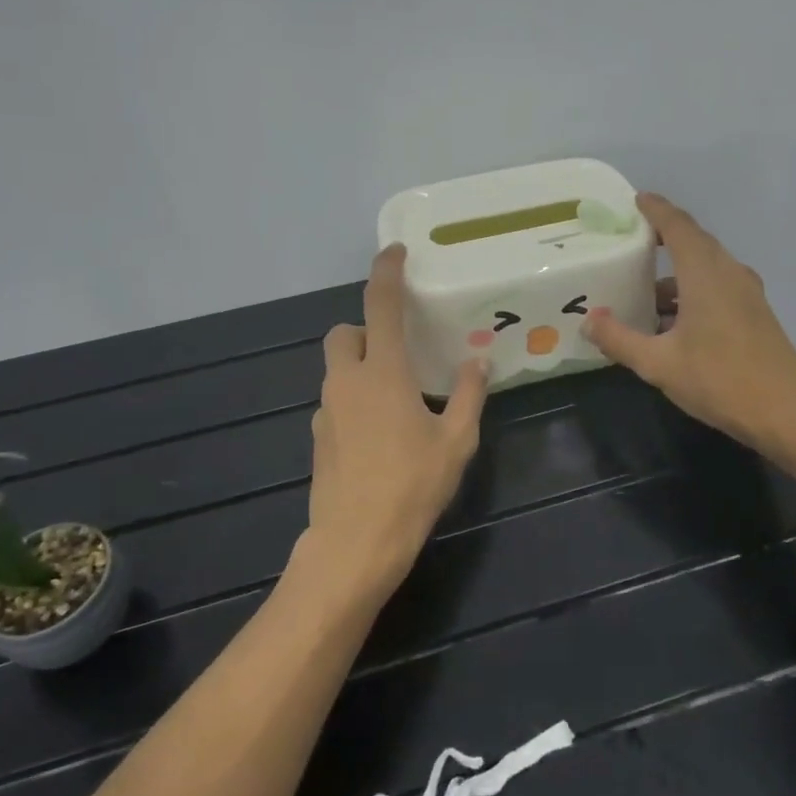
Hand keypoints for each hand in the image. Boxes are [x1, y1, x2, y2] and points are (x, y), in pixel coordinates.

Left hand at [304, 245, 488, 601]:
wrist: (355, 543)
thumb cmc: (412, 486)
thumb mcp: (456, 441)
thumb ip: (469, 396)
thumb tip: (479, 362)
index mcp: (382, 372)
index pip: (381, 305)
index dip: (386, 272)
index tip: (395, 252)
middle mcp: (346, 382)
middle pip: (344, 333)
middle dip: (366, 331)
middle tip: (398, 353)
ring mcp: (325, 410)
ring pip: (337, 370)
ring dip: (361, 369)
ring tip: (397, 402)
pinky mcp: (317, 438)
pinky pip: (335, 402)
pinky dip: (353, 402)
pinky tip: (379, 438)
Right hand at [583, 193, 795, 462]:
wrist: (786, 412)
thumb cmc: (719, 380)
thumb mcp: (658, 364)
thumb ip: (620, 339)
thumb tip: (589, 320)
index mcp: (705, 274)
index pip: (678, 226)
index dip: (656, 209)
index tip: (636, 200)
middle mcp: (729, 273)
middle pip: (694, 242)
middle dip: (663, 237)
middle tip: (630, 242)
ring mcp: (746, 292)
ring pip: (706, 267)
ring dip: (676, 272)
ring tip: (643, 292)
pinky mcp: (755, 312)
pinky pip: (717, 285)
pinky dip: (692, 290)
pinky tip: (672, 320)